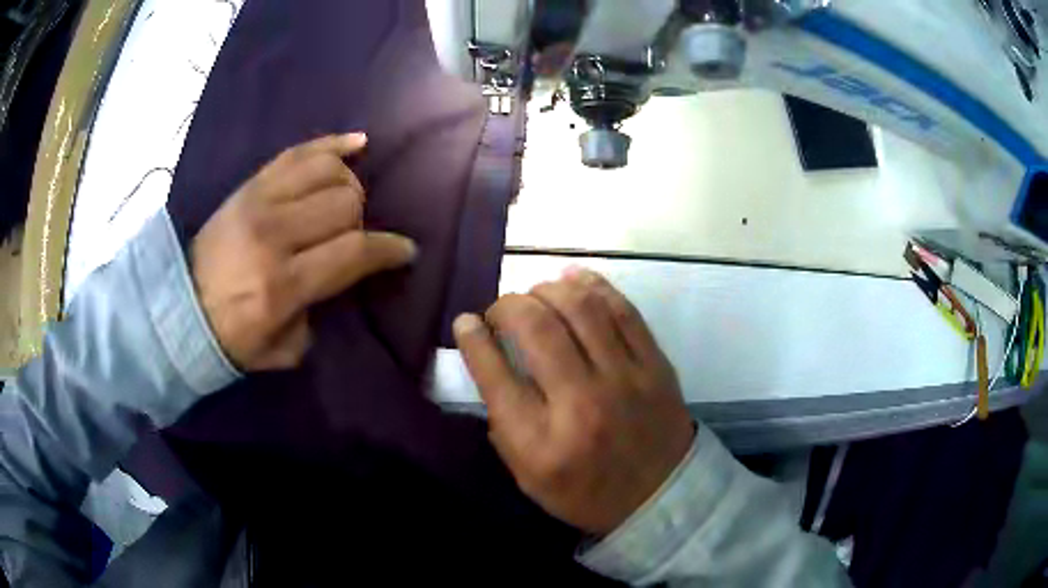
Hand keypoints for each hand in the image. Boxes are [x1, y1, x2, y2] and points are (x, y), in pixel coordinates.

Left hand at [192, 133, 416, 371]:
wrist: (179, 306)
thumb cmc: (232, 336)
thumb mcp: (283, 349)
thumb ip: (319, 313)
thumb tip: (340, 275)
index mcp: (283, 284)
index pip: (354, 251)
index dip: (389, 249)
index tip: (404, 251)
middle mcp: (274, 234)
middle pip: (346, 203)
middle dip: (362, 221)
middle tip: (353, 237)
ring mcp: (259, 201)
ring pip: (328, 171)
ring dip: (349, 186)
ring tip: (345, 202)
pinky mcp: (250, 185)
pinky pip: (298, 152)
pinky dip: (332, 145)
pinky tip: (357, 143)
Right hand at [453, 268, 693, 534]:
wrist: (660, 494)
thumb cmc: (585, 492)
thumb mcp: (528, 476)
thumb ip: (502, 422)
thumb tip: (487, 358)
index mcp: (542, 441)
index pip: (495, 374)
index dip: (472, 338)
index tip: (465, 321)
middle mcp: (581, 403)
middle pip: (535, 328)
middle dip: (507, 306)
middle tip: (500, 310)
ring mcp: (625, 379)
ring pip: (580, 307)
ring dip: (547, 289)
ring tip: (535, 295)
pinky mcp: (655, 364)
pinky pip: (623, 309)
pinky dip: (593, 285)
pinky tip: (573, 277)